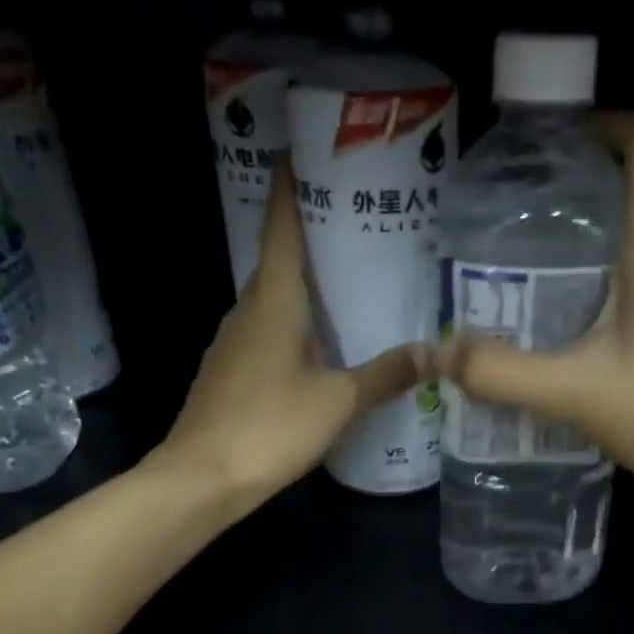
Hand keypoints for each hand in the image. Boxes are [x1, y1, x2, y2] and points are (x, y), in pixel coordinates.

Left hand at [153, 165, 423, 511]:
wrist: (200, 480)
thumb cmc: (269, 427)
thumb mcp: (338, 401)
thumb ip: (386, 374)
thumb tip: (432, 351)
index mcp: (274, 300)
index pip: (283, 228)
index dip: (293, 187)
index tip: (309, 153)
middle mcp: (249, 309)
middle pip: (282, 259)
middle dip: (315, 236)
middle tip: (362, 223)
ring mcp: (235, 341)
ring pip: (277, 297)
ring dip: (309, 283)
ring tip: (355, 280)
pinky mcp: (233, 370)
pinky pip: (271, 329)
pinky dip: (299, 321)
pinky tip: (327, 341)